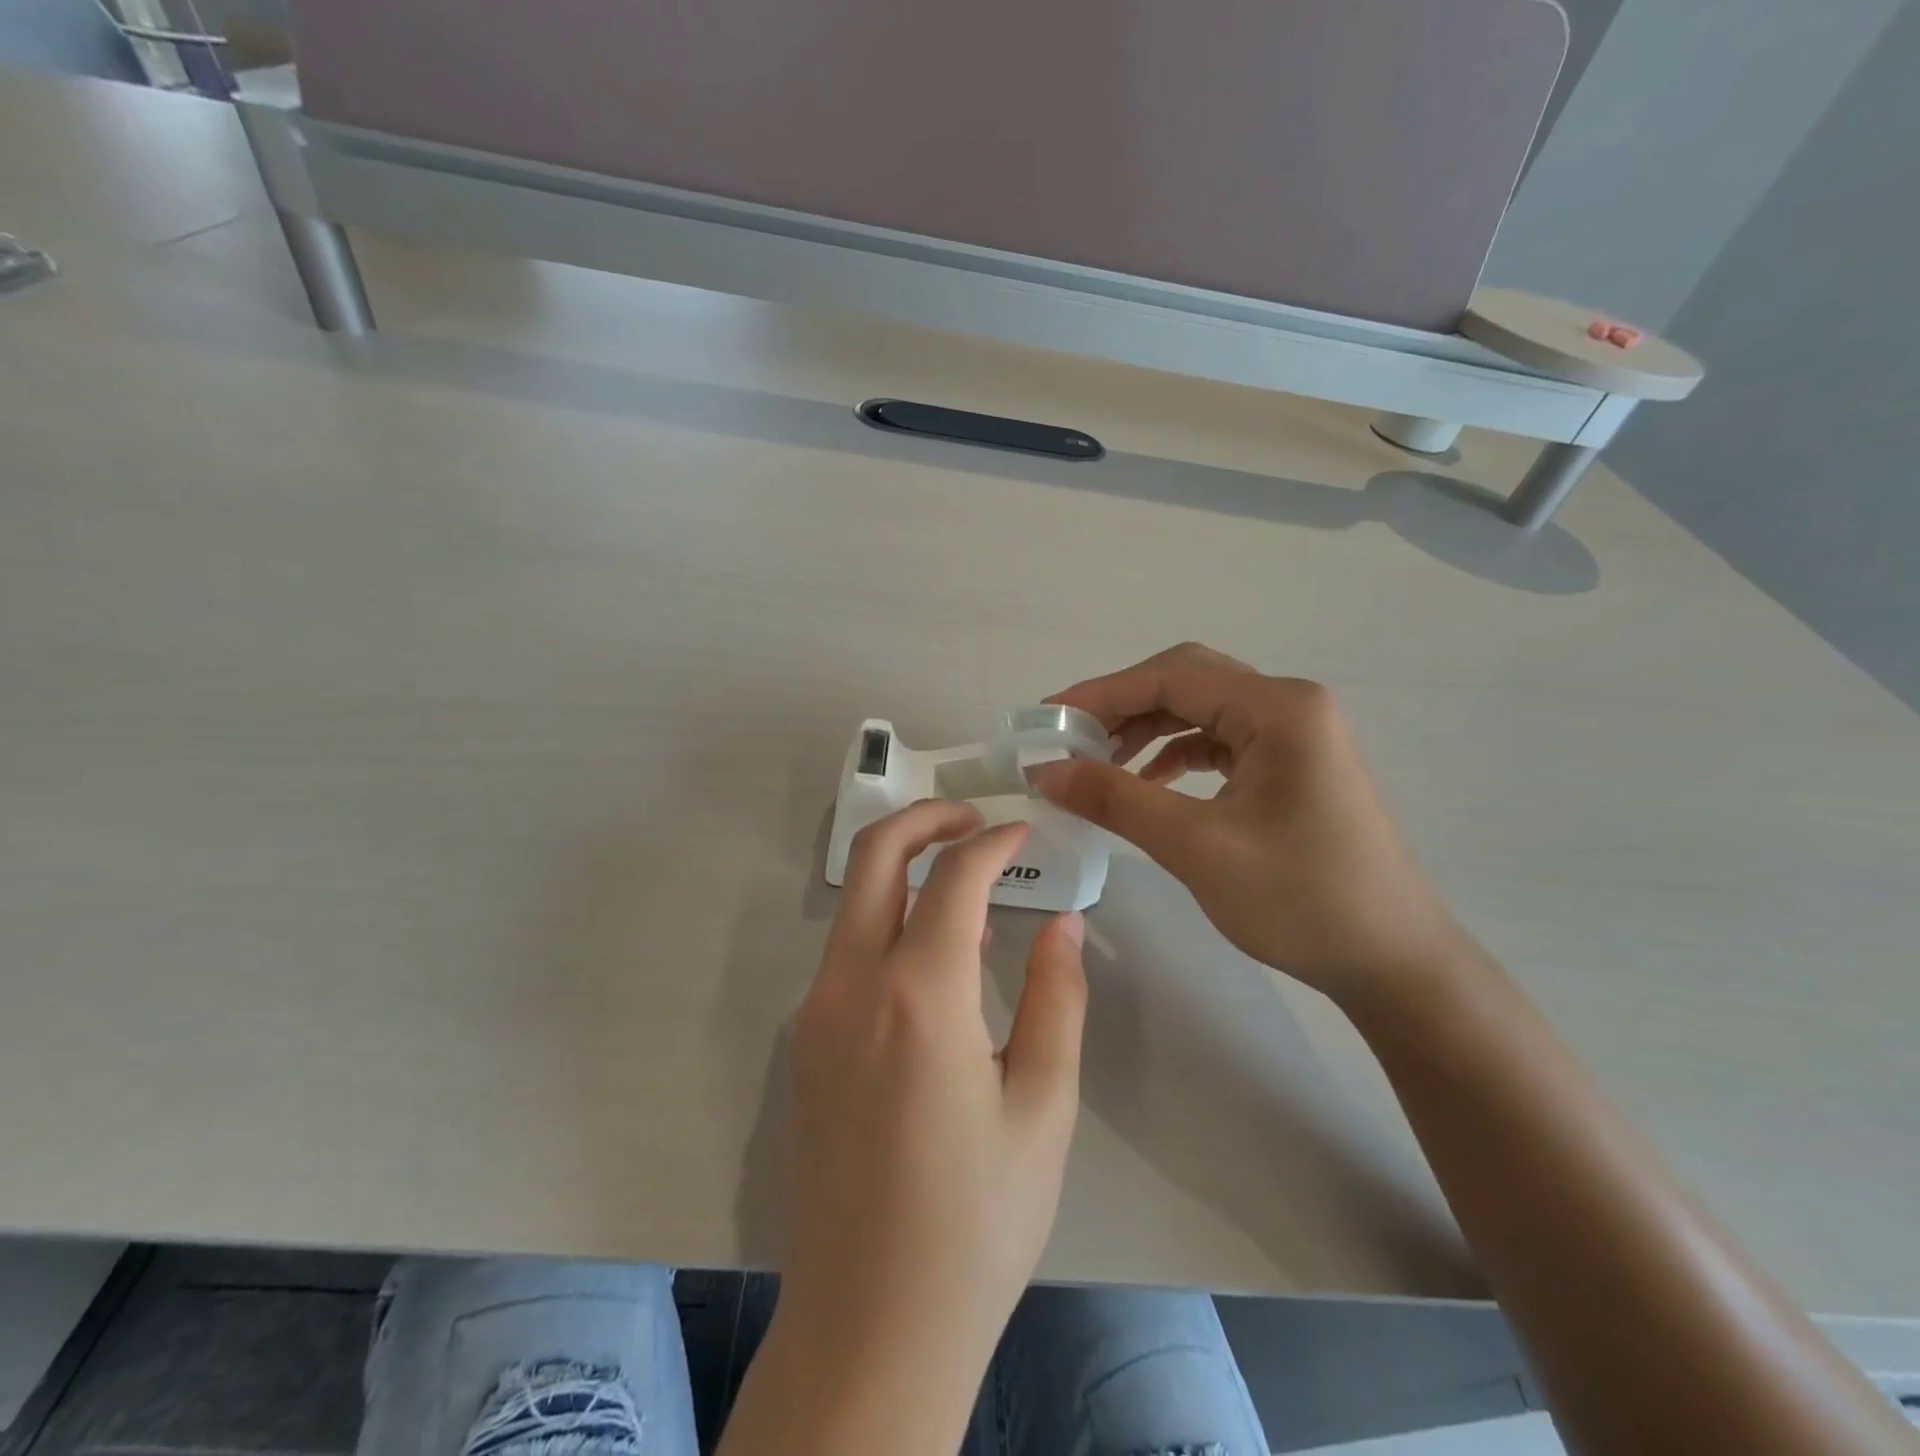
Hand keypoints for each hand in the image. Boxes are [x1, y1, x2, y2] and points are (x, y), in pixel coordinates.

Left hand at [778, 800, 1087, 1395]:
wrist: (870, 1326)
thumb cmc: (976, 1222)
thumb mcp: (1044, 1108)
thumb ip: (1057, 998)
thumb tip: (1063, 922)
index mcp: (919, 998)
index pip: (954, 879)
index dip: (992, 843)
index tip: (1023, 832)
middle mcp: (851, 987)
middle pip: (875, 858)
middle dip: (924, 819)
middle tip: (974, 819)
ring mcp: (815, 1014)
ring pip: (854, 903)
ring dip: (903, 869)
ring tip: (961, 877)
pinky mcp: (804, 1044)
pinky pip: (844, 952)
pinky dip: (885, 921)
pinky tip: (929, 955)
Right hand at [1030, 643, 1469, 1003]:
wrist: (1393, 962)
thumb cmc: (1301, 900)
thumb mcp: (1197, 847)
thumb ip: (1116, 800)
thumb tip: (1044, 770)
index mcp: (1279, 708)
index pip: (1172, 676)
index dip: (1101, 693)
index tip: (1047, 720)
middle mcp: (1290, 706)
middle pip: (1187, 682)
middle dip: (1122, 707)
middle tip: (1070, 740)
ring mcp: (1296, 736)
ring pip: (1202, 711)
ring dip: (1147, 730)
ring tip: (1099, 764)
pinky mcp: (1292, 766)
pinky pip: (1221, 742)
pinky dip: (1176, 755)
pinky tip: (1149, 782)